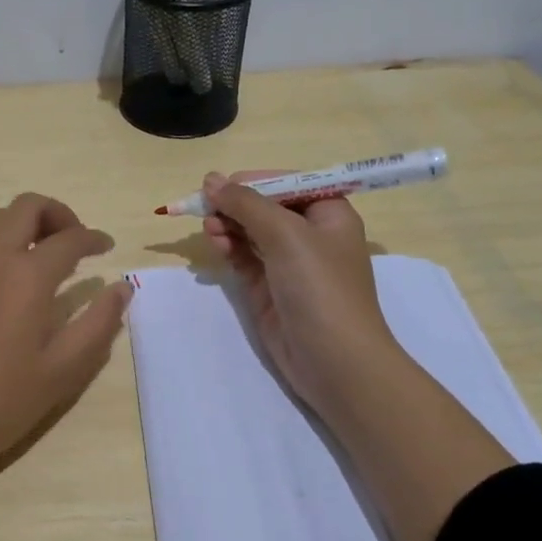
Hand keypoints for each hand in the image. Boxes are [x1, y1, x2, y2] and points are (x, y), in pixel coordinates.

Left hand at [0, 193, 130, 540]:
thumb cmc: (0, 402)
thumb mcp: (62, 370)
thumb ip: (98, 323)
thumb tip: (122, 288)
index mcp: (25, 275)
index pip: (68, 238)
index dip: (93, 238)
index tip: (107, 248)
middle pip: (25, 207)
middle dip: (58, 214)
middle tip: (76, 243)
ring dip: (25, 224)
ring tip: (45, 258)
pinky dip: (1, 244)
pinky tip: (11, 284)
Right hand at [204, 170, 511, 540]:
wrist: (336, 361)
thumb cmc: (320, 287)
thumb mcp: (286, 234)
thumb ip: (246, 203)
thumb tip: (211, 179)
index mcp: (328, 212)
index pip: (285, 182)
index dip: (252, 181)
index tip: (218, 187)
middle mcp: (310, 233)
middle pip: (264, 205)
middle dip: (235, 204)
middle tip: (206, 209)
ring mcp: (288, 263)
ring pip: (250, 231)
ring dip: (228, 225)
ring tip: (210, 230)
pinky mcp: (269, 288)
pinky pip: (244, 257)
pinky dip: (229, 248)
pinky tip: (216, 244)